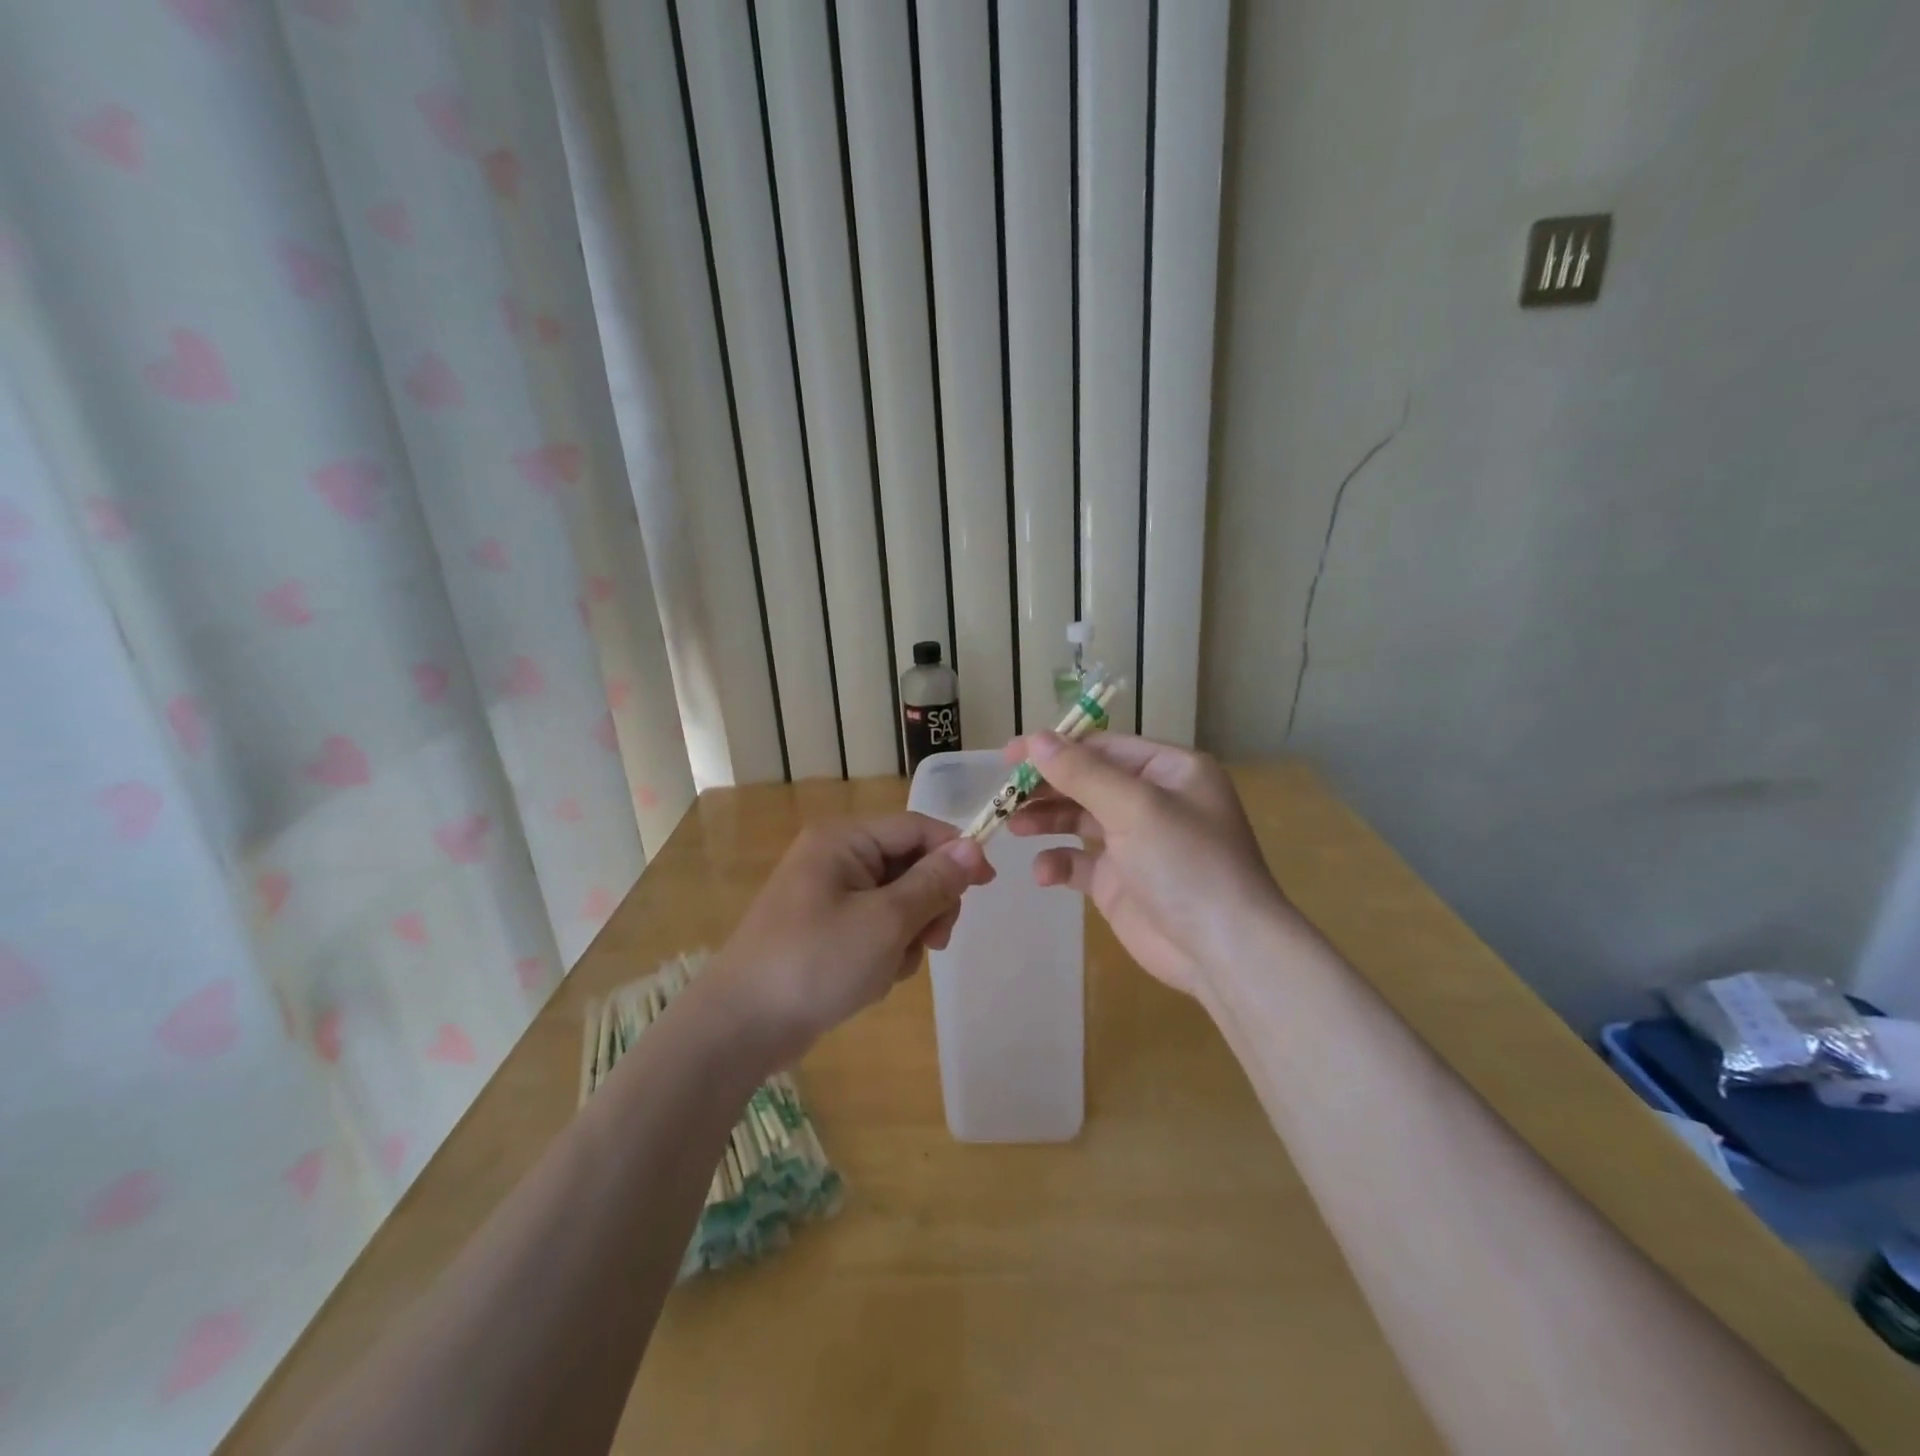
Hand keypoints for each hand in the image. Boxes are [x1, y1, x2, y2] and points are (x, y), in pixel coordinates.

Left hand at [704, 813, 993, 1064]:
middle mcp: (835, 859)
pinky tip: (872, 979)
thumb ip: (934, 882)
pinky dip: (885, 952)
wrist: (741, 1028)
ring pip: (898, 902)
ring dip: (908, 935)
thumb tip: (973, 847)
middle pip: (910, 865)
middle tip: (933, 940)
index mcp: (844, 840)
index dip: (956, 852)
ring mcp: (828, 896)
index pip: (916, 828)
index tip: (988, 884)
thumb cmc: (816, 963)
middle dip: (928, 904)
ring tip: (891, 967)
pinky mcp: (826, 931)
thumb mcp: (886, 921)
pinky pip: (876, 928)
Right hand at [1005, 733, 1290, 995]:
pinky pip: (1079, 862)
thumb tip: (1035, 739)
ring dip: (1046, 820)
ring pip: (1079, 819)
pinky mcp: (1120, 882)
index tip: (1010, 755)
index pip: (1103, 747)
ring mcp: (1136, 843)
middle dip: (1047, 787)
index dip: (1056, 748)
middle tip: (1005, 795)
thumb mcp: (1134, 807)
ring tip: (1014, 826)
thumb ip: (1081, 772)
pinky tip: (1045, 873)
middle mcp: (1153, 801)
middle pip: (1087, 781)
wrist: (1222, 950)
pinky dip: (1059, 863)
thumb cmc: (1185, 863)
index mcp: (1169, 771)